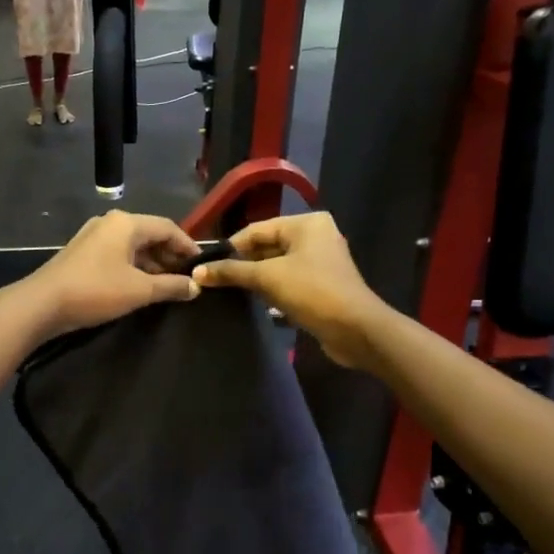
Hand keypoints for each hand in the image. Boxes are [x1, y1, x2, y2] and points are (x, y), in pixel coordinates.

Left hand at [20, 211, 200, 339]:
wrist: (43, 303)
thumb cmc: (96, 291)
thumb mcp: (139, 290)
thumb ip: (171, 286)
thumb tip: (196, 286)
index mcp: (126, 223)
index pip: (168, 227)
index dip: (187, 246)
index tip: (201, 264)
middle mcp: (110, 222)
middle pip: (149, 234)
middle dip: (170, 255)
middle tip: (186, 277)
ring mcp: (93, 236)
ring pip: (132, 245)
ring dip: (152, 263)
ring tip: (167, 285)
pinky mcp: (83, 251)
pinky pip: (117, 253)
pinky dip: (133, 266)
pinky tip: (140, 285)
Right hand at [193, 213, 388, 367]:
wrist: (356, 330)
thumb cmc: (313, 292)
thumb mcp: (267, 278)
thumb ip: (231, 272)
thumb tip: (197, 272)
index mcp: (306, 223)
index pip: (256, 229)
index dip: (230, 247)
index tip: (206, 265)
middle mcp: (315, 236)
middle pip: (266, 246)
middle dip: (242, 263)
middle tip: (214, 280)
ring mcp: (320, 261)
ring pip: (276, 265)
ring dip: (255, 278)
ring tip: (227, 290)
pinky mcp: (321, 284)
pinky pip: (288, 280)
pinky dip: (271, 288)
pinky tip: (253, 301)